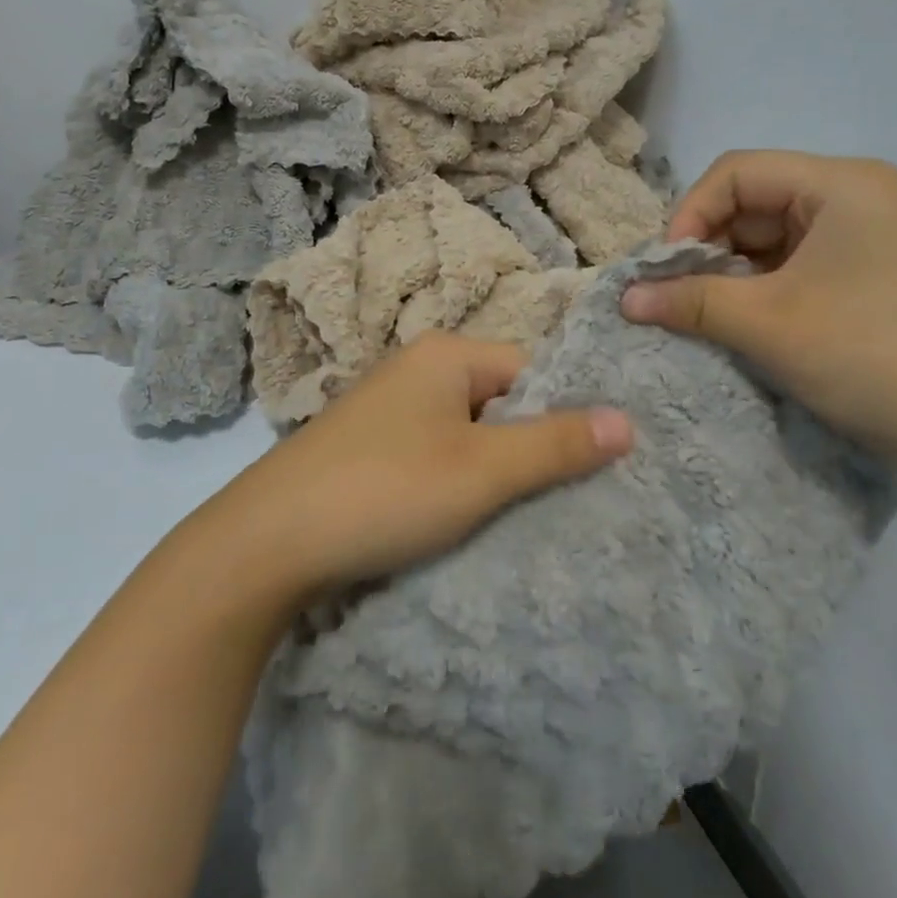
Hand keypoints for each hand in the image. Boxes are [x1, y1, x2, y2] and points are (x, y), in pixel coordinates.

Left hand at [205, 333, 634, 602]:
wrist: (267, 543)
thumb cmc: (386, 490)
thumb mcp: (482, 470)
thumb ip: (555, 444)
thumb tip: (628, 420)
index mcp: (445, 354)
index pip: (532, 370)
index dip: (562, 416)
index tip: (590, 468)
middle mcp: (416, 370)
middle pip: (500, 402)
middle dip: (529, 448)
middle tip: (563, 500)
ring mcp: (388, 410)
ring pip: (468, 434)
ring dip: (493, 472)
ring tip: (519, 517)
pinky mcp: (369, 449)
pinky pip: (434, 456)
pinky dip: (455, 483)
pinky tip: (464, 520)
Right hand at [620, 150, 896, 488]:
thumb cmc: (873, 356)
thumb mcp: (768, 325)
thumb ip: (689, 300)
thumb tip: (624, 296)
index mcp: (842, 183)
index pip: (735, 173)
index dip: (688, 216)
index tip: (665, 273)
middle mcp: (861, 197)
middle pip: (755, 202)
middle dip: (709, 249)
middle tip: (679, 299)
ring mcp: (875, 237)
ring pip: (776, 238)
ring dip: (734, 274)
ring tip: (711, 317)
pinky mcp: (880, 276)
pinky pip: (802, 265)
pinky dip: (767, 290)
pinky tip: (753, 326)